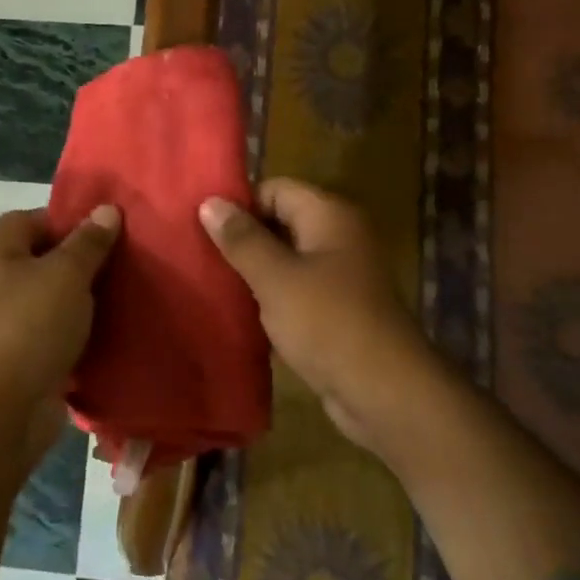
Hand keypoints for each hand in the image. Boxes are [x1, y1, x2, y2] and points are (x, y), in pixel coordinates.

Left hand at [0, 205, 120, 438]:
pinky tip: (117, 334)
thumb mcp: (66, 274)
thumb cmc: (28, 326)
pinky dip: (83, 336)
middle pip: (46, 261)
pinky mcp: (24, 360)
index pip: (34, 219)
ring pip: (56, 301)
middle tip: (129, 264)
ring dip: (88, 303)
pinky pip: (59, 337)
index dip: (71, 221)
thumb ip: (89, 242)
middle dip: (86, 264)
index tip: (110, 232)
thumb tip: (107, 210)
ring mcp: (8, 324)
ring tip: (132, 296)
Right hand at [199, 180, 445, 453]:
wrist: (383, 390)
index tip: (200, 226)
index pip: (275, 189)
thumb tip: (209, 202)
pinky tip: (237, 312)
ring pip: (285, 260)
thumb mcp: (275, 277)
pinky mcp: (336, 309)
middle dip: (242, 238)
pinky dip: (269, 298)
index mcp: (330, 216)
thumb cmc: (327, 322)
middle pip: (280, 222)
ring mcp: (340, 275)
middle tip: (197, 255)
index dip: (239, 204)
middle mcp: (338, 237)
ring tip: (208, 282)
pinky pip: (295, 290)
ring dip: (252, 271)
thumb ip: (241, 239)